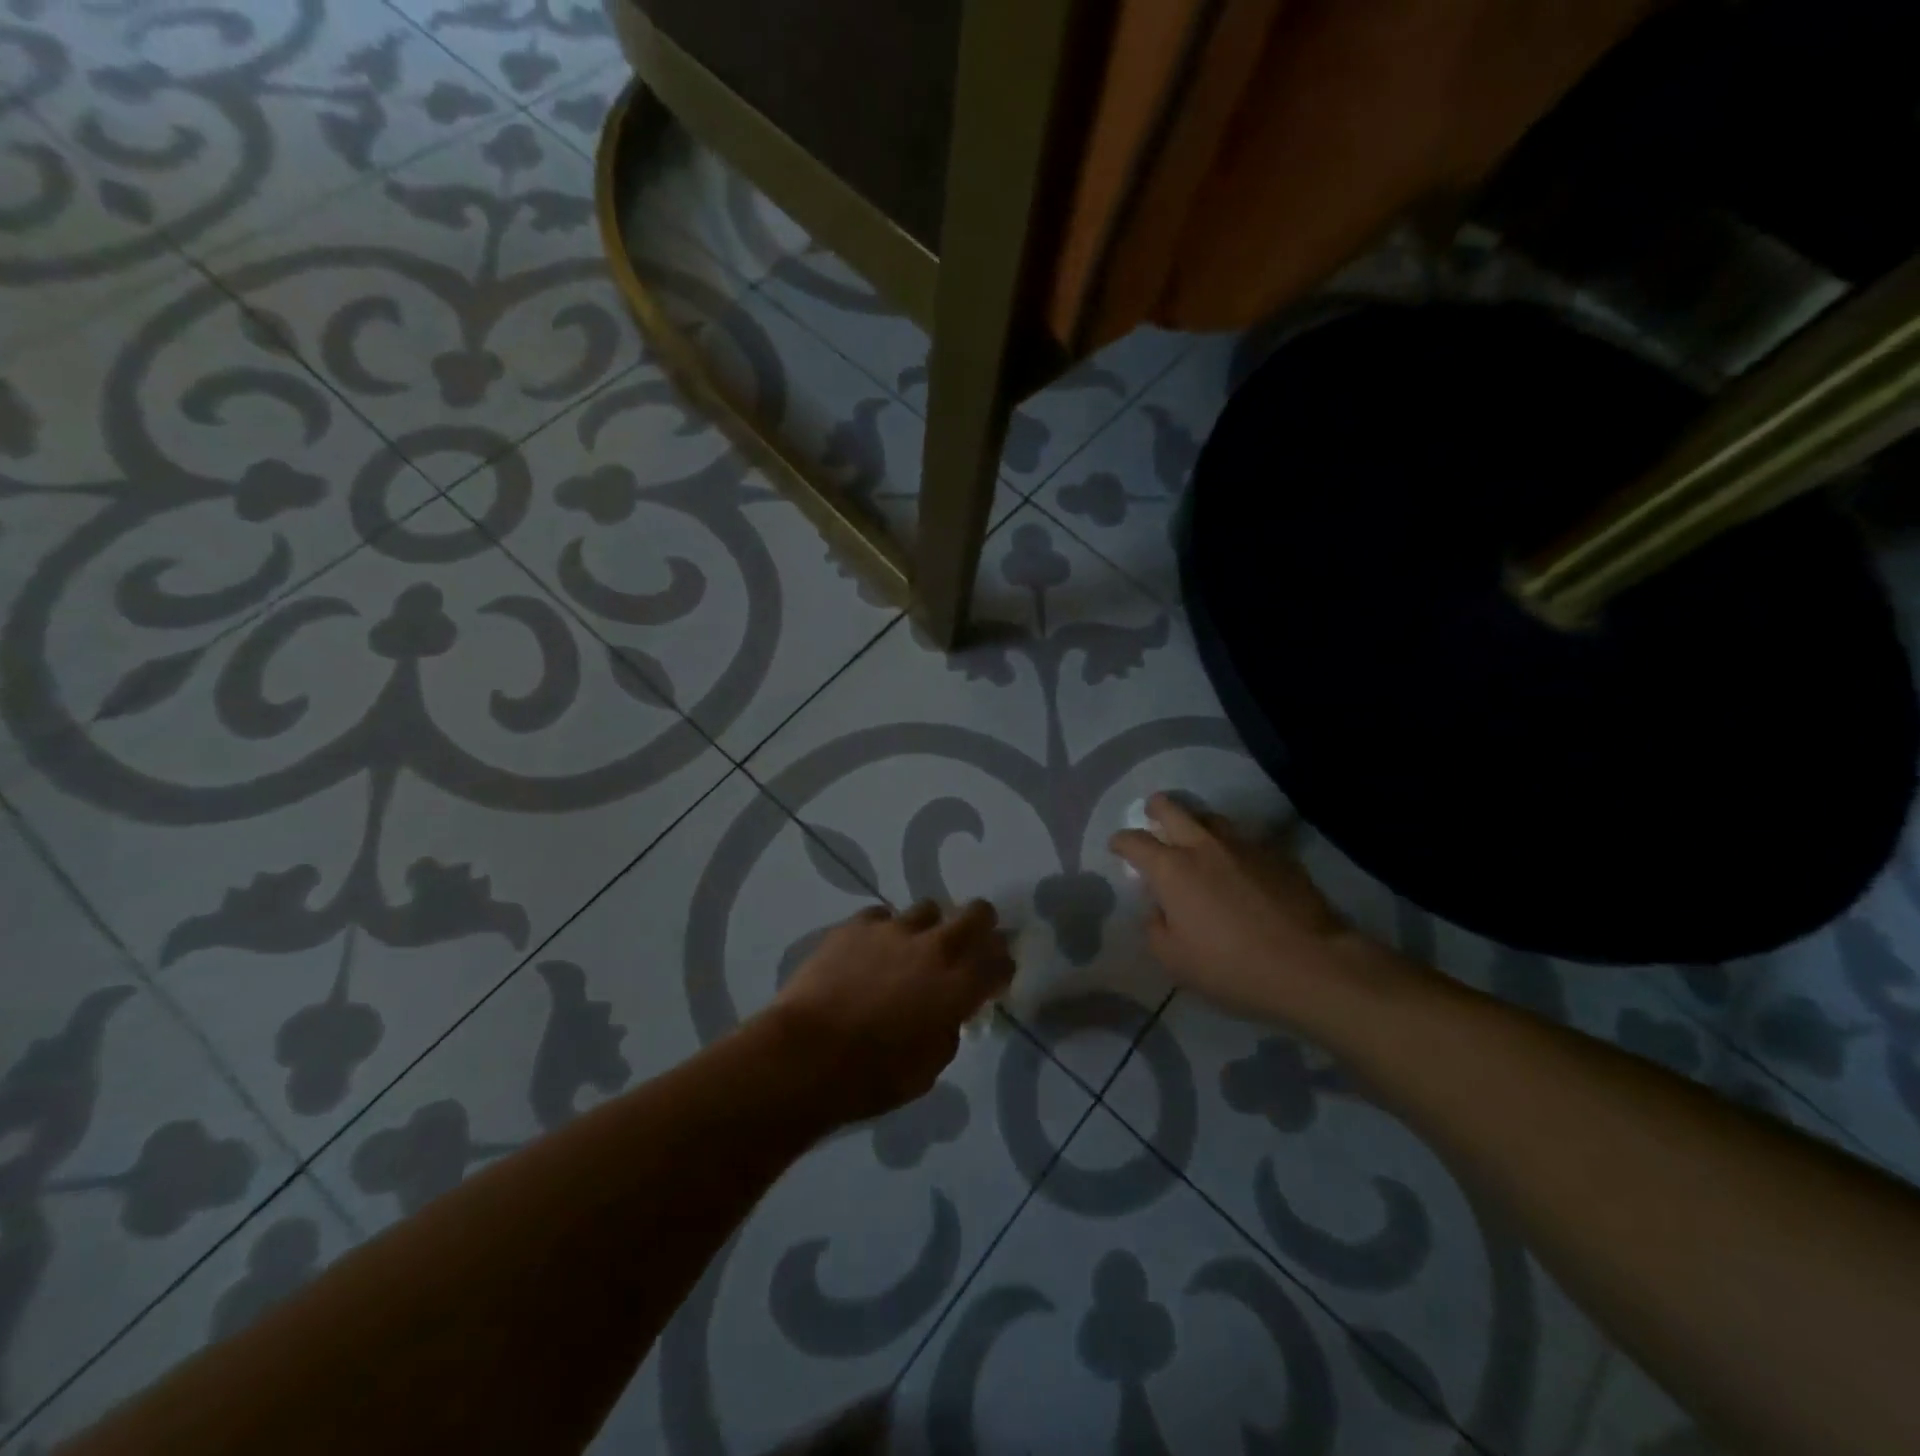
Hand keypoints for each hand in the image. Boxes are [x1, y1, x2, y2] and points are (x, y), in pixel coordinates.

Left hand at [767, 900, 1013, 1125]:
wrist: (807, 1055)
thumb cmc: (873, 1076)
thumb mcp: (929, 1067)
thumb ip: (948, 1028)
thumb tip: (947, 1012)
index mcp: (960, 986)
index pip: (1001, 961)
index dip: (1002, 968)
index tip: (994, 978)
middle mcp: (935, 947)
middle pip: (978, 913)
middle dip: (981, 926)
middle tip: (969, 944)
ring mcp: (894, 929)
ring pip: (928, 909)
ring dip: (928, 928)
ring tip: (911, 949)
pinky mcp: (857, 925)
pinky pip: (881, 916)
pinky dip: (884, 931)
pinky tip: (871, 950)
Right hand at [1111, 794, 1365, 1026]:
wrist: (1312, 966)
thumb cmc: (1232, 967)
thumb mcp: (1174, 961)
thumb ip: (1155, 928)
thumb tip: (1159, 909)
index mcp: (1171, 869)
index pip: (1134, 840)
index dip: (1120, 841)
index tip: (1117, 847)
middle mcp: (1203, 846)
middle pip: (1172, 808)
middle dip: (1156, 808)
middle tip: (1152, 815)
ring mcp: (1244, 845)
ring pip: (1211, 817)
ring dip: (1196, 822)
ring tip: (1195, 838)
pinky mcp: (1277, 854)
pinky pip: (1244, 838)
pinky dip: (1231, 844)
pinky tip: (1237, 864)